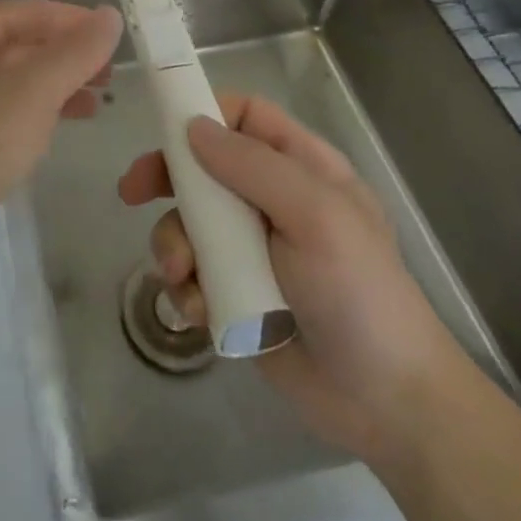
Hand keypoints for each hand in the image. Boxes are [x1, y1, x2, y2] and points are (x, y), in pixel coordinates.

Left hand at [0, 0, 121, 276]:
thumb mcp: (31, 92)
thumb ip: (74, 52)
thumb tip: (109, 14)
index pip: (30, 10)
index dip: (75, 20)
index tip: (117, 38)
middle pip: (18, 41)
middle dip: (65, 56)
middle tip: (111, 76)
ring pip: (8, 78)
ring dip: (51, 86)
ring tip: (95, 104)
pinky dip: (27, 113)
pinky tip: (50, 131)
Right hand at [118, 94, 476, 464]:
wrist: (387, 407)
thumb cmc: (360, 295)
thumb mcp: (316, 217)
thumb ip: (253, 165)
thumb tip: (192, 126)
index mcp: (301, 168)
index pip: (245, 115)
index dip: (205, 112)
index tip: (165, 128)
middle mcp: (271, 199)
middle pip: (203, 165)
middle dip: (165, 177)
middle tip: (132, 192)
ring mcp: (251, 248)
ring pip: (188, 220)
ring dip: (173, 243)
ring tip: (181, 274)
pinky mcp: (233, 292)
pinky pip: (190, 271)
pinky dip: (184, 286)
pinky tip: (197, 311)